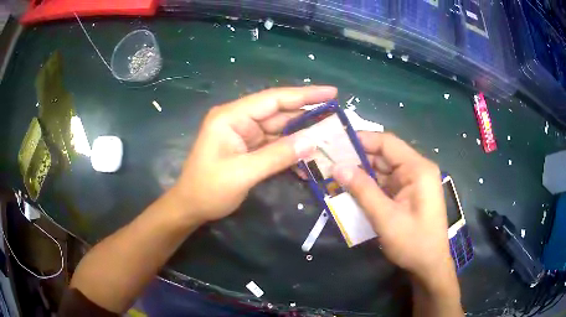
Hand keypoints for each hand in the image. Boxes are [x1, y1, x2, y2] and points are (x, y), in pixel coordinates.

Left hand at [171, 86, 336, 223]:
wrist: (191, 207)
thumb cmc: (208, 189)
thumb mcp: (243, 173)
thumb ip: (277, 155)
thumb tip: (312, 142)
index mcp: (232, 116)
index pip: (273, 99)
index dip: (304, 95)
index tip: (332, 93)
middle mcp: (239, 120)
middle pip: (279, 113)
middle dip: (308, 115)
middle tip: (338, 118)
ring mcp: (244, 134)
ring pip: (280, 129)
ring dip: (303, 134)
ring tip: (331, 136)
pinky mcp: (249, 148)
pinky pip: (275, 144)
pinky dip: (291, 150)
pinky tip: (310, 155)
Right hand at [331, 132, 454, 283]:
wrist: (429, 266)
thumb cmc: (413, 242)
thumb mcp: (386, 218)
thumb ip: (363, 190)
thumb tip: (337, 166)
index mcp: (417, 169)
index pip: (387, 143)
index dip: (361, 140)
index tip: (335, 142)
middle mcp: (416, 170)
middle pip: (383, 156)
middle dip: (357, 159)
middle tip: (328, 162)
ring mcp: (411, 183)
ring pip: (382, 171)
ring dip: (360, 175)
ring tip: (333, 176)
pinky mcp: (406, 194)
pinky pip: (384, 184)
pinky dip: (367, 187)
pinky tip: (349, 190)